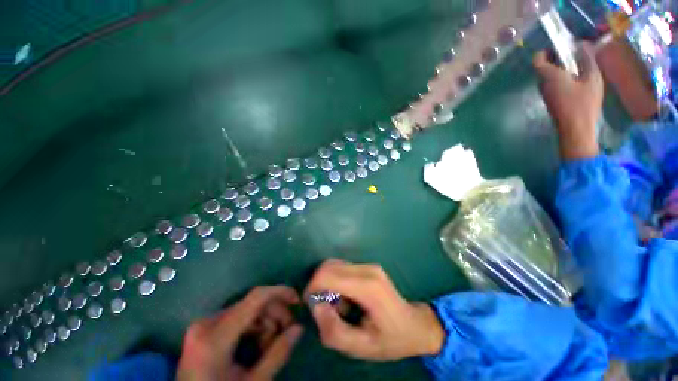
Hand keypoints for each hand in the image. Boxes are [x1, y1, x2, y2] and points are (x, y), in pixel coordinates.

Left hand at [176, 286, 303, 380]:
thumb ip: (277, 354)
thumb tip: (299, 328)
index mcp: (215, 337)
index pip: (256, 298)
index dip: (280, 292)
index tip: (297, 300)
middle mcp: (207, 323)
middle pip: (252, 303)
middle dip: (274, 314)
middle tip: (287, 332)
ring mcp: (203, 325)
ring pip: (246, 309)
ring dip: (264, 322)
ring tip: (270, 345)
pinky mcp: (204, 329)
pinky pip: (237, 317)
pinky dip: (252, 326)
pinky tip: (257, 343)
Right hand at [304, 260, 444, 360]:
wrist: (417, 326)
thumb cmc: (392, 340)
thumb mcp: (362, 348)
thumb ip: (334, 331)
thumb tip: (316, 306)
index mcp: (367, 287)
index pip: (328, 274)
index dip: (312, 288)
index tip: (311, 306)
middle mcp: (367, 269)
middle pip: (329, 266)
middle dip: (319, 286)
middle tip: (325, 310)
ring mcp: (369, 265)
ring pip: (334, 266)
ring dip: (328, 285)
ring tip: (339, 308)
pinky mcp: (368, 267)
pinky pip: (343, 269)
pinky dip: (336, 282)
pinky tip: (346, 300)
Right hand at [534, 42, 603, 159]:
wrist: (575, 134)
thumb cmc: (568, 105)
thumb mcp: (554, 81)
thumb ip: (544, 66)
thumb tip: (538, 56)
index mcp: (592, 70)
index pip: (582, 48)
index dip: (567, 46)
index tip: (550, 51)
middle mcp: (594, 78)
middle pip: (577, 62)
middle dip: (560, 62)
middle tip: (544, 68)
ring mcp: (589, 92)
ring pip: (573, 76)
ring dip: (559, 75)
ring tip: (545, 82)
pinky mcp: (582, 104)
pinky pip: (571, 88)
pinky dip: (560, 86)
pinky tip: (551, 94)